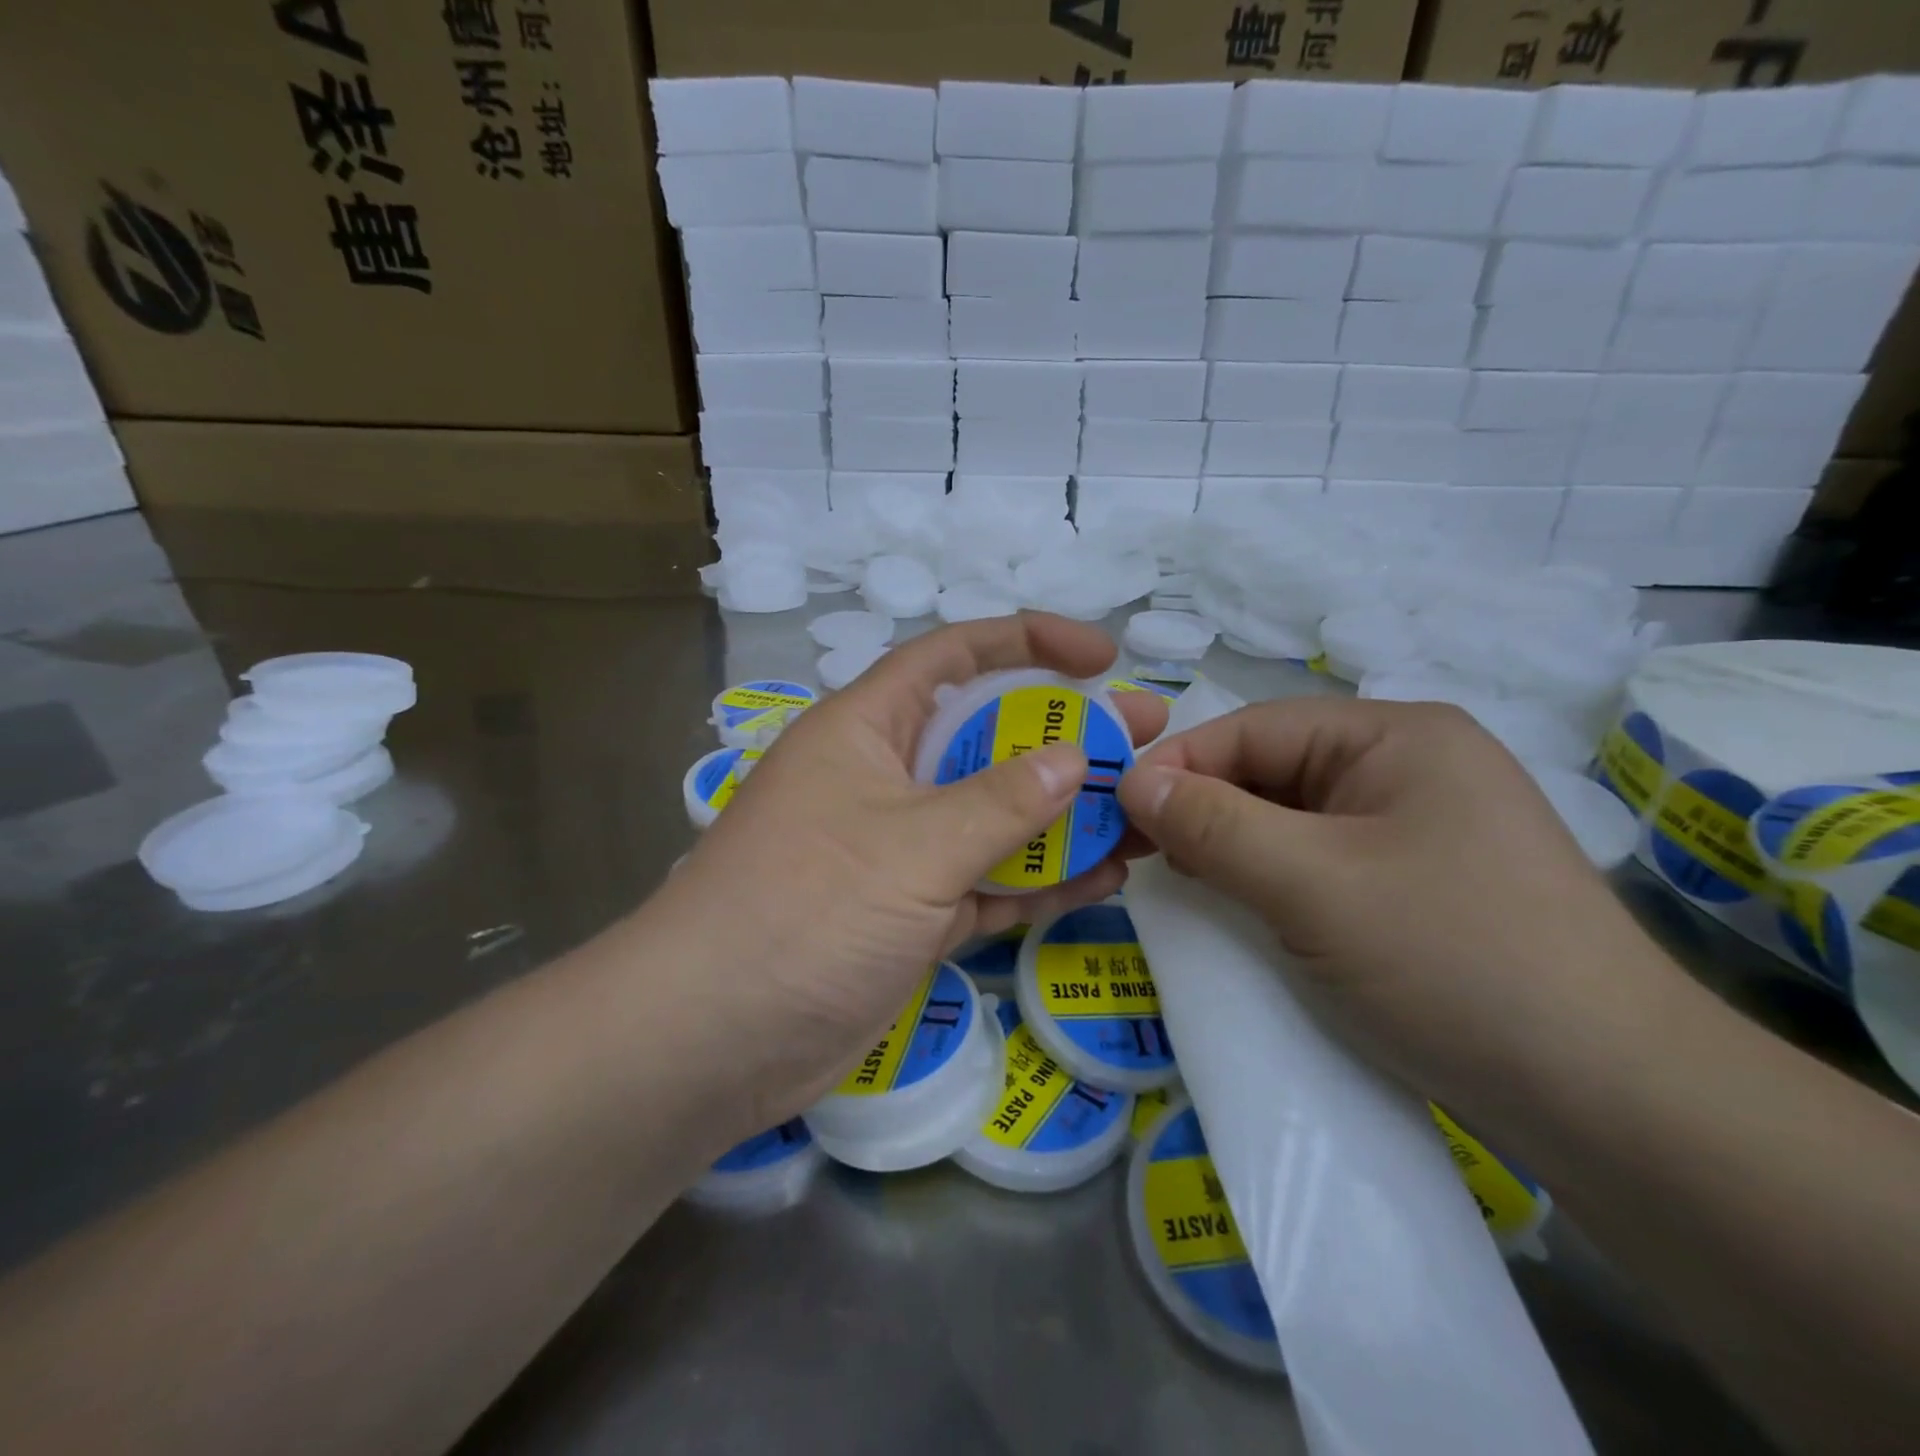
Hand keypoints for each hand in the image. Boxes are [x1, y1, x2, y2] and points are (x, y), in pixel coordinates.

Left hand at [652, 614, 1167, 1130]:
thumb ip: (1001, 801)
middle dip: (1065, 734)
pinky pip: (989, 881)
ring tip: (1143, 810)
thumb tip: (1075, 759)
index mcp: (867, 728)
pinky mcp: (912, 913)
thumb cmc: (804, 908)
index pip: (953, 656)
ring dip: (1064, 813)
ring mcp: (900, 849)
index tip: (1101, 655)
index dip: (1028, 642)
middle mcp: (885, 778)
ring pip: (995, 814)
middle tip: (1144, 736)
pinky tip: (1107, 874)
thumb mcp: (913, 844)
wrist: (712, 1040)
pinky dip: (1041, 879)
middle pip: (987, 737)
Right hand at [1116, 698, 1678, 1119]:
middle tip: (1139, 852)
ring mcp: (1416, 830)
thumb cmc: (1455, 961)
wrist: (1618, 1105)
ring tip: (1181, 880)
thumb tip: (1131, 782)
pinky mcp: (1417, 887)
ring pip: (1290, 820)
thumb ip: (1213, 825)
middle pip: (1272, 771)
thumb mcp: (1313, 885)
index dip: (1179, 764)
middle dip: (1204, 808)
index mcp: (1396, 736)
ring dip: (1231, 846)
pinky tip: (1238, 906)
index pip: (1254, 728)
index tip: (1115, 810)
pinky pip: (1318, 863)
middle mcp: (1408, 768)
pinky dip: (1269, 878)